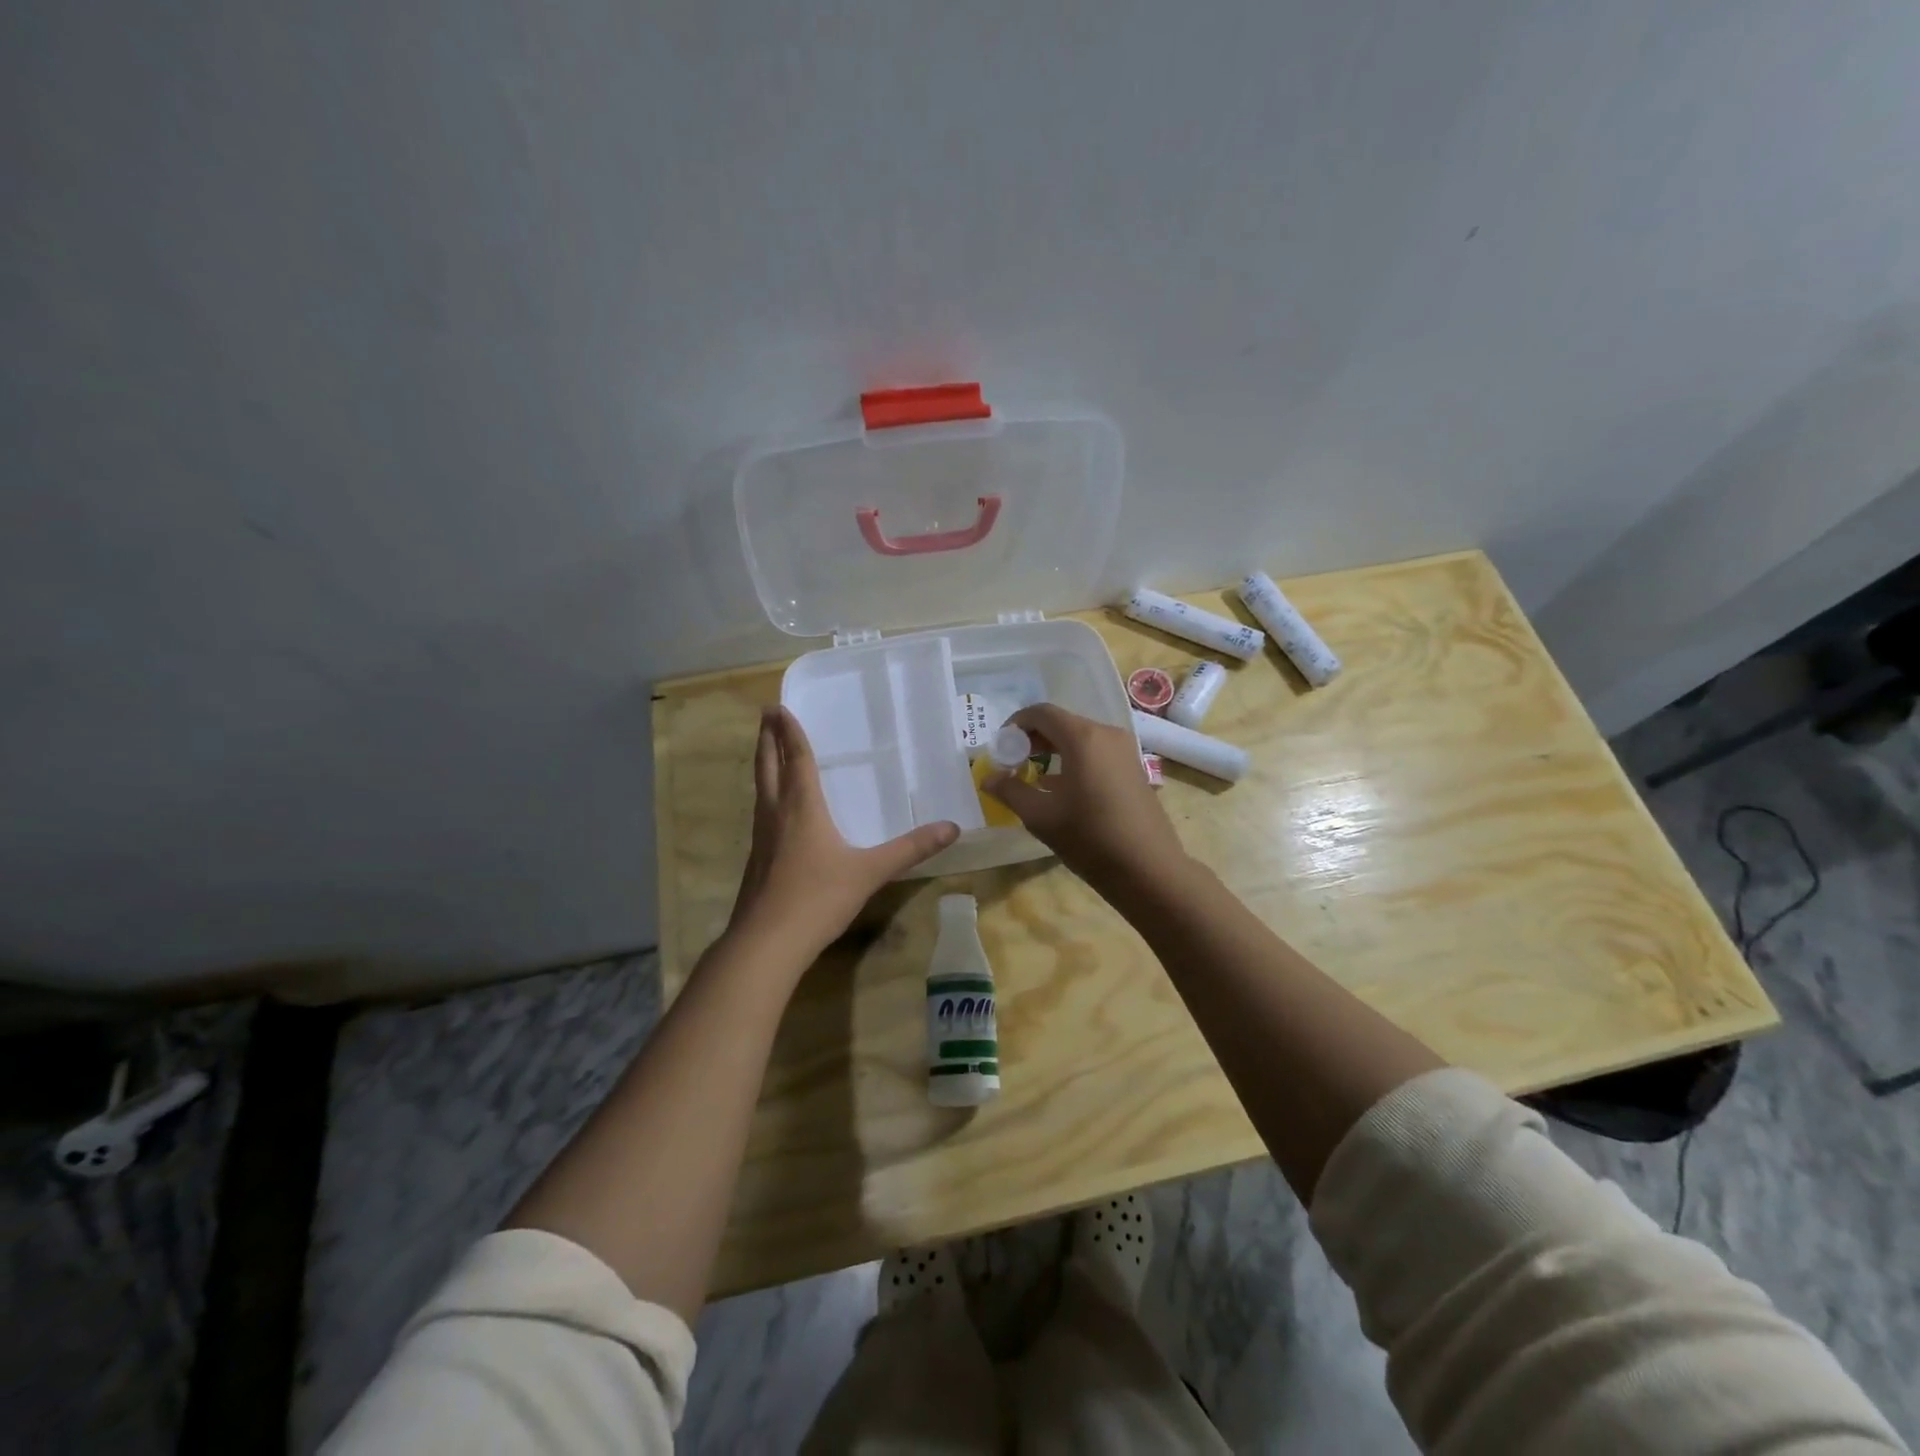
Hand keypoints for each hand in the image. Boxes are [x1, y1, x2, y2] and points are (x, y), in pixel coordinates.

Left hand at [726, 707, 959, 962]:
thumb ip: (910, 849)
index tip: (779, 706)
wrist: (767, 942)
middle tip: (765, 715)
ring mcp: (761, 837)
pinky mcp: (756, 858)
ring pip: (760, 788)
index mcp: (802, 808)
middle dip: (767, 739)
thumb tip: (952, 828)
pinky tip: (774, 808)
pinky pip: (761, 812)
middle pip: (768, 766)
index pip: (796, 759)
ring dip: (763, 763)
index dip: (790, 732)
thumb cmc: (818, 898)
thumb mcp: (870, 871)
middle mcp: (776, 814)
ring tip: (766, 750)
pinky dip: (765, 794)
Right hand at [982, 703, 1187, 890]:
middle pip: (1062, 722)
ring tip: (1034, 777)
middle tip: (1013, 763)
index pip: (1041, 713)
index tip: (1001, 748)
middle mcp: (1106, 734)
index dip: (1016, 725)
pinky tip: (1063, 788)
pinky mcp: (1134, 768)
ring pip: (1080, 737)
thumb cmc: (1090, 838)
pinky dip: (1074, 759)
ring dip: (1053, 750)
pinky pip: (1097, 752)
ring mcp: (1125, 750)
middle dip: (1033, 738)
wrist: (1148, 869)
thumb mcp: (1041, 816)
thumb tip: (989, 778)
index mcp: (1083, 738)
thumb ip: (1011, 791)